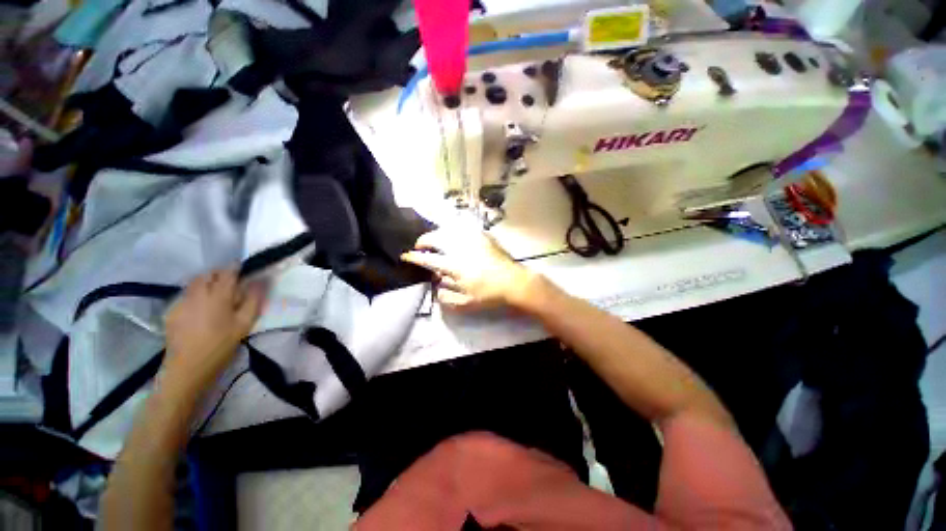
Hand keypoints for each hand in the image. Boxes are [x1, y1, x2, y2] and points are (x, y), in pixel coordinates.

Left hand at [162, 270, 265, 395]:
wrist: (187, 368)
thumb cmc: (221, 345)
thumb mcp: (244, 324)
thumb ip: (253, 300)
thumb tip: (260, 281)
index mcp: (218, 296)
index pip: (227, 273)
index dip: (236, 268)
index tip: (243, 269)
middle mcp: (197, 294)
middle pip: (207, 274)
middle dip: (219, 274)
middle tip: (231, 283)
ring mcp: (181, 302)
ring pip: (194, 283)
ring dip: (206, 282)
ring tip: (216, 295)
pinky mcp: (171, 311)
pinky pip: (185, 294)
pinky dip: (195, 294)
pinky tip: (200, 308)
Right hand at [401, 228, 535, 310]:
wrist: (514, 282)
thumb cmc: (489, 295)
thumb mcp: (466, 303)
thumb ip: (446, 296)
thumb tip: (435, 286)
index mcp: (455, 265)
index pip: (429, 259)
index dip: (414, 257)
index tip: (406, 255)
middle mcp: (461, 248)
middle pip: (436, 238)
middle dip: (424, 240)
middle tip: (420, 245)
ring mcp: (473, 239)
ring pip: (449, 229)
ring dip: (437, 233)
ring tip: (435, 240)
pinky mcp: (483, 236)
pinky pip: (463, 228)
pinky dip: (453, 230)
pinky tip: (453, 235)